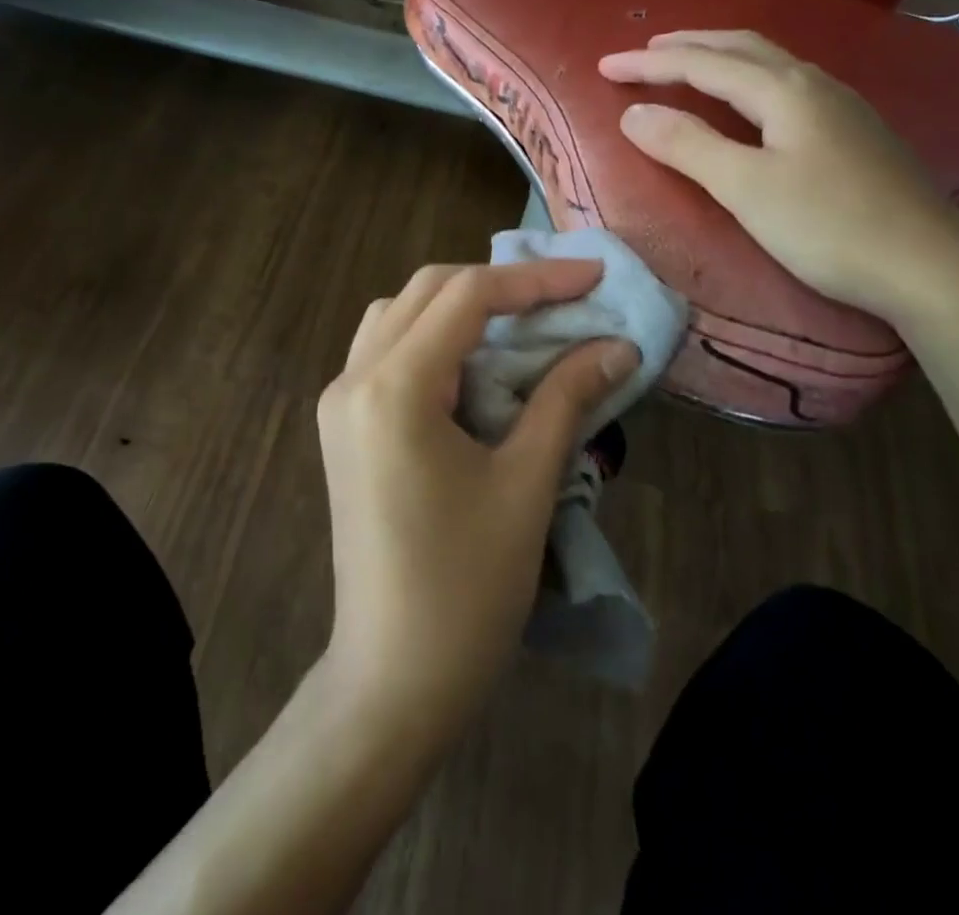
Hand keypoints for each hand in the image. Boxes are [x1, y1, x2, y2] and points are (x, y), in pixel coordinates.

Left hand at [317, 261, 638, 737]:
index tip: (594, 277)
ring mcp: (340, 401)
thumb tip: (618, 346)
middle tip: (565, 296)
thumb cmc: (466, 589)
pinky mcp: (343, 425)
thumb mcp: (526, 484)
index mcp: (393, 387)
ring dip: (461, 305)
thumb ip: (567, 399)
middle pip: (428, 290)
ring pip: (400, 313)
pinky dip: (434, 337)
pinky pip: (387, 349)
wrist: (392, 680)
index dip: (536, 279)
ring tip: (521, 323)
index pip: (467, 295)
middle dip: (500, 284)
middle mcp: (354, 377)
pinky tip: (474, 363)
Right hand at [599, 30, 958, 324]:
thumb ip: (687, 145)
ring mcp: (841, 106)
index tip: (603, 65)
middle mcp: (813, 84)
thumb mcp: (746, 188)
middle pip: (740, 47)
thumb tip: (633, 113)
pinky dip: (748, 79)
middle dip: (686, 46)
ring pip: (768, 63)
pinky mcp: (854, 133)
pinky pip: (786, 85)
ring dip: (720, 57)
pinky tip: (750, 101)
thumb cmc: (830, 227)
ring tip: (687, 66)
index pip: (702, 64)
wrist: (932, 269)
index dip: (649, 63)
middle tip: (644, 52)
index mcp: (784, 90)